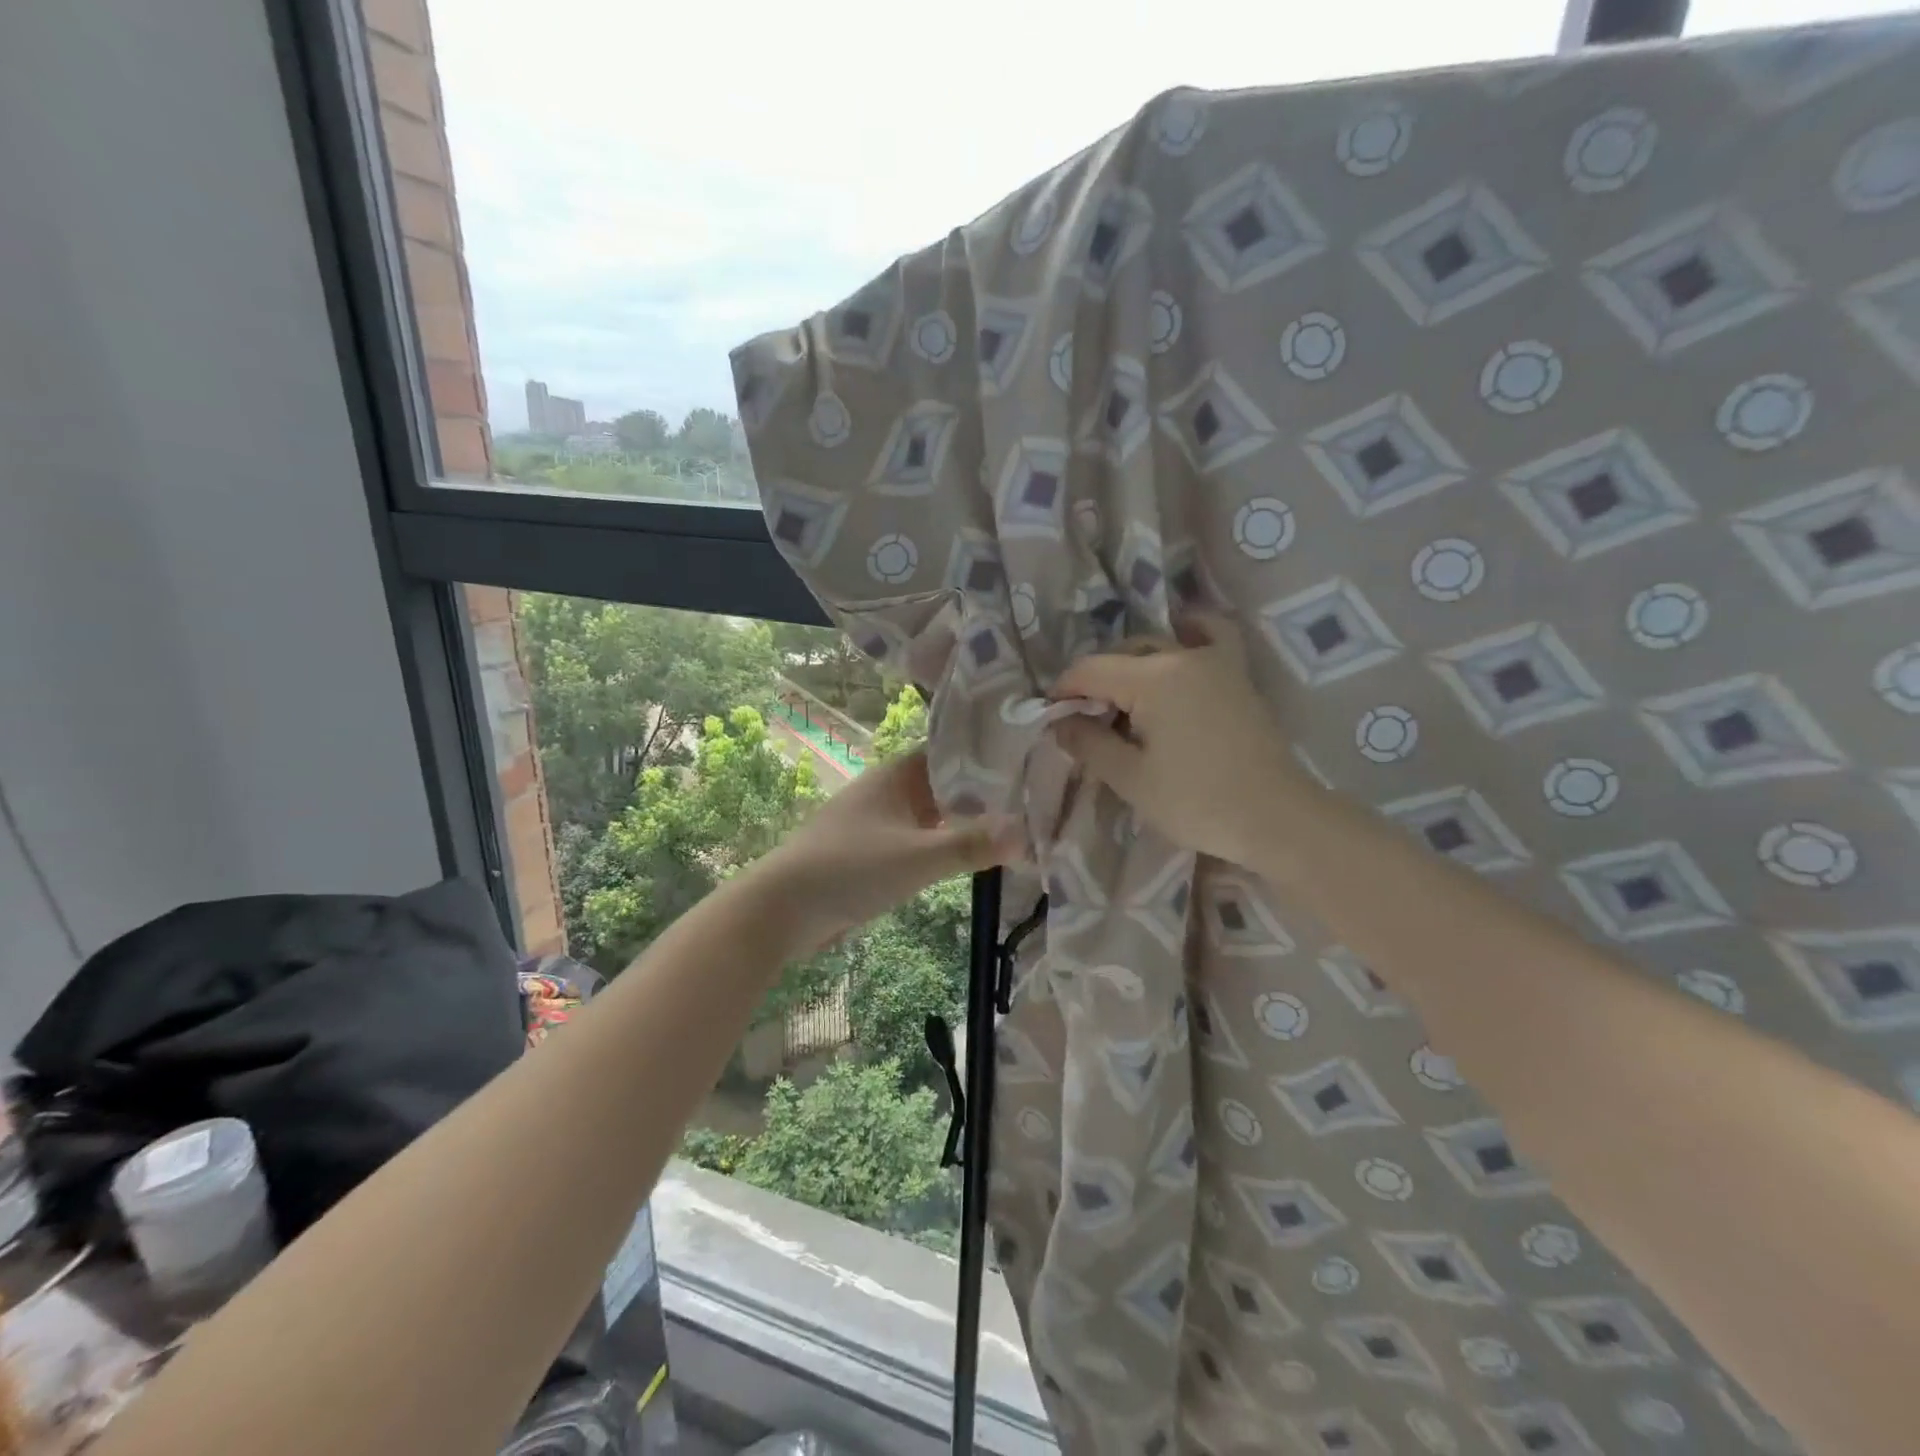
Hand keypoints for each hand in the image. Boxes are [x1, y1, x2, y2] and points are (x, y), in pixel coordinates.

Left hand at [749, 750, 1021, 953]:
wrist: (782, 908)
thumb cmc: (849, 869)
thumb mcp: (917, 858)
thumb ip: (970, 844)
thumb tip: (1025, 833)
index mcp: (897, 774)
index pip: (951, 750)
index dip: (988, 753)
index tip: (1029, 760)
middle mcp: (890, 789)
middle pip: (946, 782)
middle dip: (984, 792)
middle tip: (1034, 797)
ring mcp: (880, 820)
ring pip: (933, 813)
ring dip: (964, 820)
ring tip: (1014, 826)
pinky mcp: (874, 850)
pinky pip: (920, 838)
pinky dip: (944, 843)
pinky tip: (970, 856)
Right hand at [1050, 614, 1313, 870]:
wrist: (1276, 818)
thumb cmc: (1198, 802)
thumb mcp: (1131, 779)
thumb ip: (1089, 744)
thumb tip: (1060, 722)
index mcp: (1153, 678)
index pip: (1090, 670)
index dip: (1063, 691)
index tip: (1051, 718)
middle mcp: (1184, 656)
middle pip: (1122, 654)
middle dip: (1095, 683)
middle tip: (1086, 722)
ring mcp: (1216, 661)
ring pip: (1159, 646)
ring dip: (1131, 666)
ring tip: (1123, 702)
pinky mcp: (1237, 675)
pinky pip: (1208, 637)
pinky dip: (1189, 634)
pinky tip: (1179, 644)